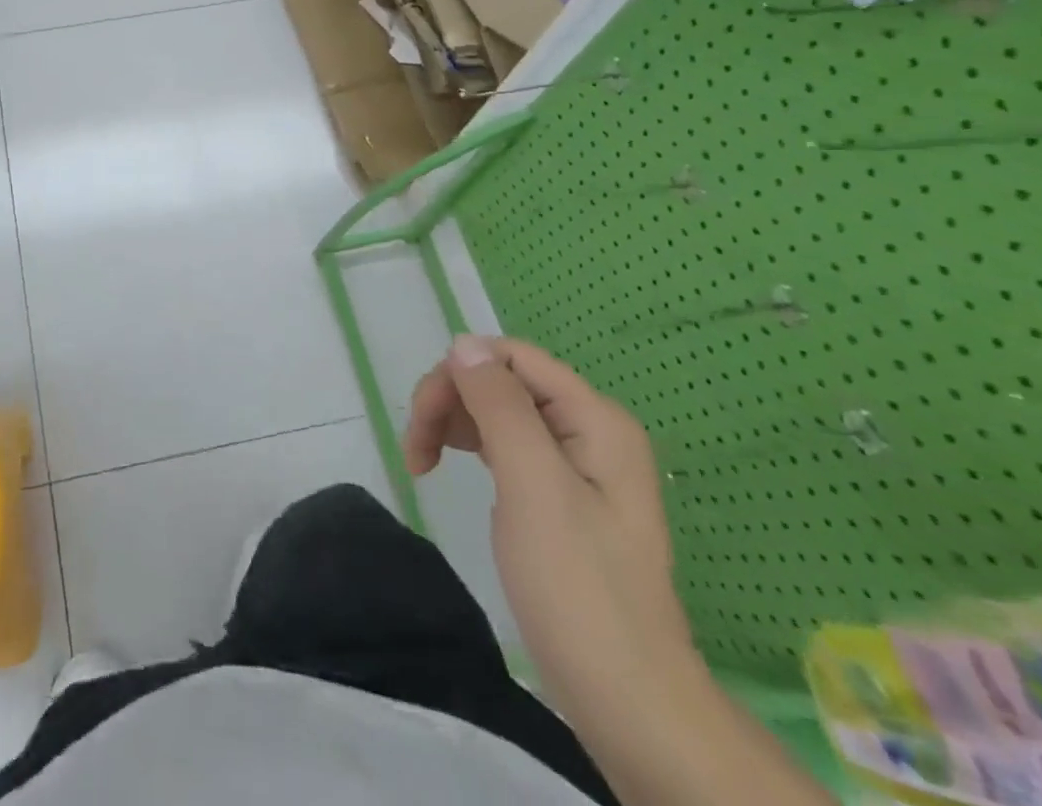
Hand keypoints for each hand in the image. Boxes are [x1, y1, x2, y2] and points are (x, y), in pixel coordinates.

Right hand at [402, 334, 693, 723]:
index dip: (460, 374)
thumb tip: (463, 343)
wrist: (625, 699)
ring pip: (496, 410)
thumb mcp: (533, 485)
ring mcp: (575, 462)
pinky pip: (504, 443)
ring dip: (452, 423)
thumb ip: (500, 406)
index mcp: (594, 419)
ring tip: (422, 462)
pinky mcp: (558, 492)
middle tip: (416, 449)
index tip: (424, 419)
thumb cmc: (577, 586)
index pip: (512, 357)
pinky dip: (469, 446)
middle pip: (501, 381)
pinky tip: (450, 467)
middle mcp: (588, 429)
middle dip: (450, 401)